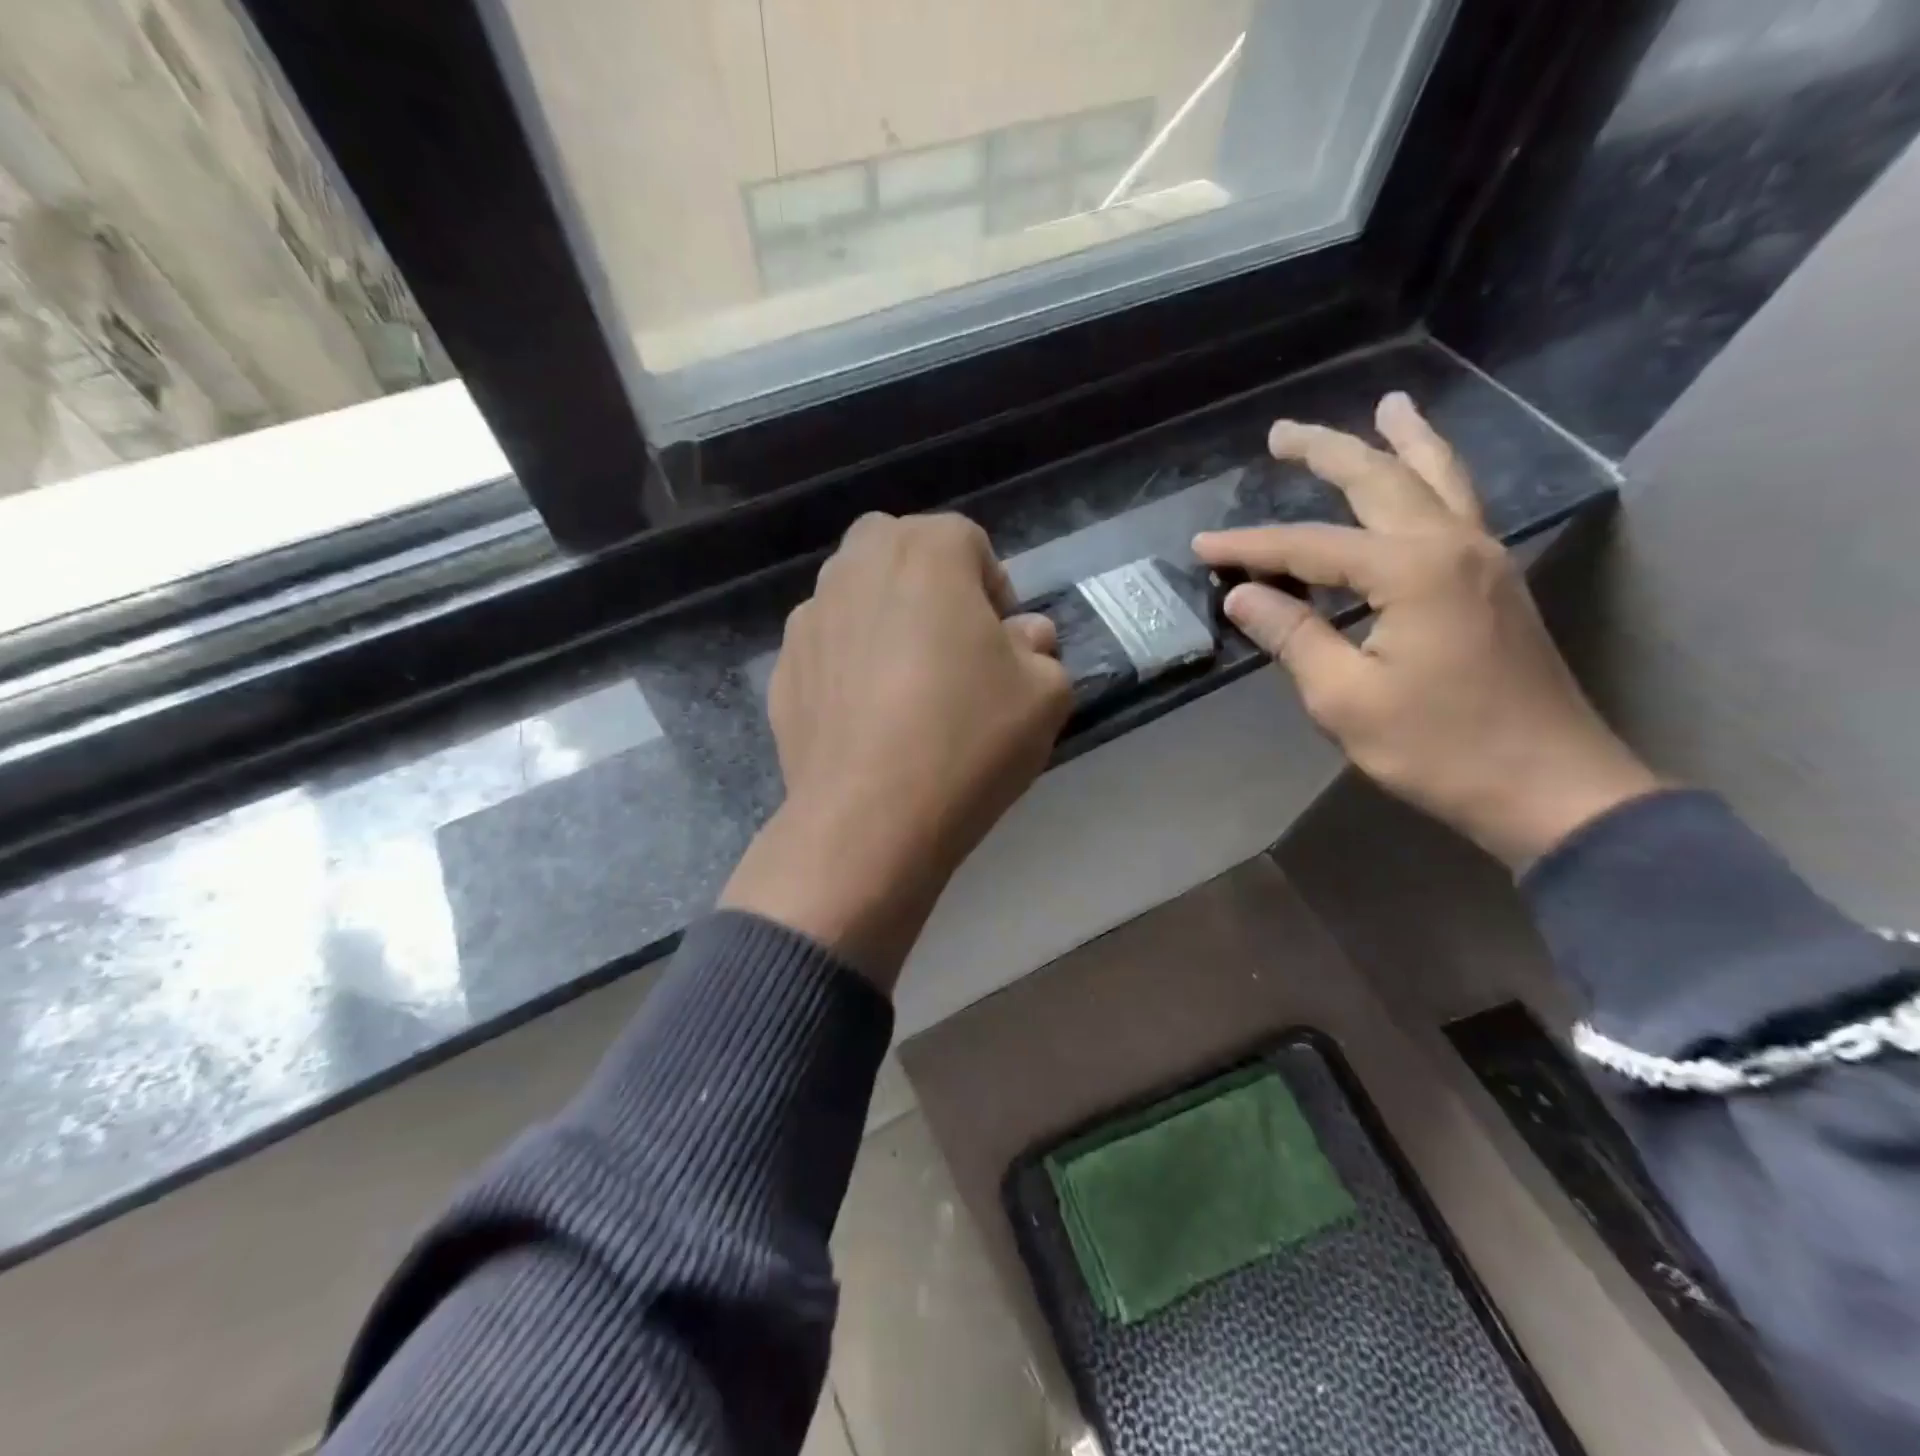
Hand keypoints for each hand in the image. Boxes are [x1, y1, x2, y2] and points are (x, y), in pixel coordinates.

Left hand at [721, 513, 1071, 986]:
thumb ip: (1041, 649)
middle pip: (901, 553)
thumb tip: (1023, 636)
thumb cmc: (966, 740)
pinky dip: (849, 665)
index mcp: (925, 552)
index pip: (968, 541)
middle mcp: (856, 566)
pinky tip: (868, 720)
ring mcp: (809, 618)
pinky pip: (828, 649)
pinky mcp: (781, 669)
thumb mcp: (1044, 695)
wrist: (868, 819)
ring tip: (906, 687)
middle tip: (953, 650)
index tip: (1002, 643)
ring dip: (886, 621)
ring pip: (857, 597)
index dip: (993, 589)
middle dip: (932, 587)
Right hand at [1194, 392, 1661, 868]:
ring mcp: (1484, 559)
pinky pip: (1459, 505)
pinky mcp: (1495, 582)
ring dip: (1403, 441)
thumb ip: (1293, 636)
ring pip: (1440, 478)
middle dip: (1328, 451)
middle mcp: (1453, 545)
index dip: (1249, 547)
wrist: (1549, 786)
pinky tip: (1421, 476)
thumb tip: (1243, 595)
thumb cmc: (1439, 748)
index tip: (1201, 547)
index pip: (1309, 545)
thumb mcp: (1345, 699)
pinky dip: (1434, 476)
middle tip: (1282, 432)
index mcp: (1411, 571)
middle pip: (1381, 480)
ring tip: (1387, 406)